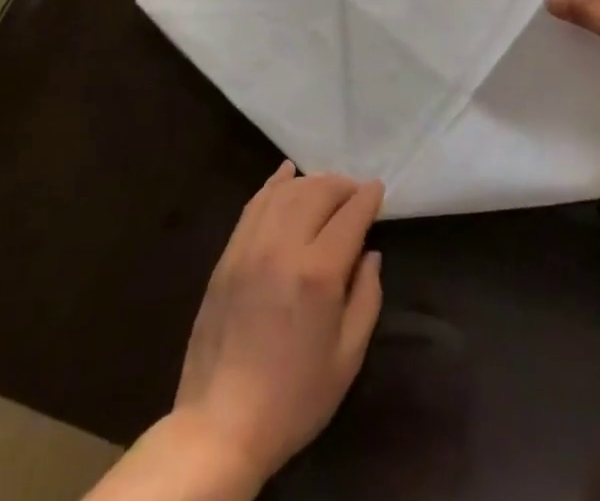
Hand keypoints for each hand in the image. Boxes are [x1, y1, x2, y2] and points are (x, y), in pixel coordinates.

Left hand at [171, 163, 383, 488]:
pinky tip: (287, 174)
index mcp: (318, 274)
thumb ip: (367, 298)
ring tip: (327, 189)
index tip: (378, 190)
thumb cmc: (293, 398)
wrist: (221, 425)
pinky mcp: (228, 254)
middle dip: (342, 186)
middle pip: (319, 192)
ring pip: (287, 192)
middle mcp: (284, 247)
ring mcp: (251, 247)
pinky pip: (255, 204)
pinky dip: (274, 184)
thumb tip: (370, 254)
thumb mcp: (347, 358)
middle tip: (355, 193)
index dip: (368, 197)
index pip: (350, 215)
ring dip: (312, 182)